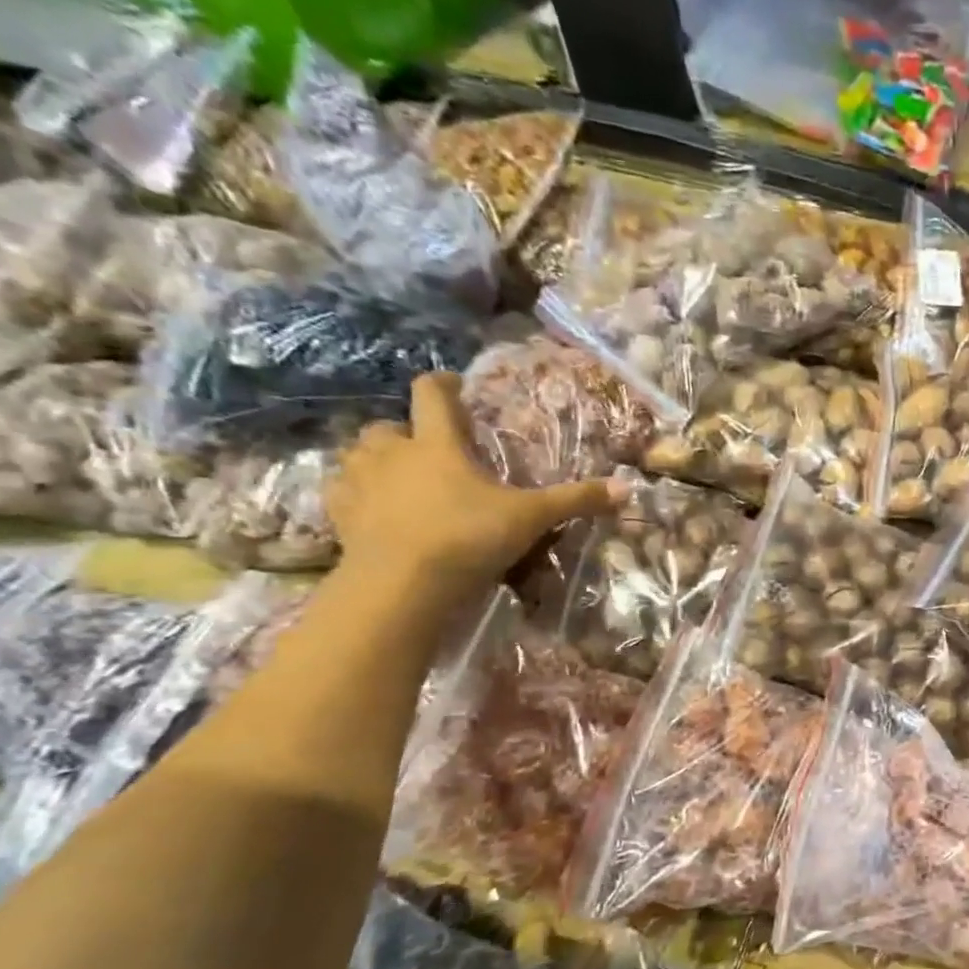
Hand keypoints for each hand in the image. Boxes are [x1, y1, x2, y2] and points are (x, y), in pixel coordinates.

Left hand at [326, 373, 623, 600]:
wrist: (401, 584)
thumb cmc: (468, 537)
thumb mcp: (532, 518)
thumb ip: (575, 501)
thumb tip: (628, 488)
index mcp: (437, 444)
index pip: (432, 395)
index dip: (444, 385)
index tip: (456, 386)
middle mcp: (392, 454)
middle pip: (388, 426)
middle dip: (406, 432)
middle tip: (430, 449)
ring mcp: (359, 484)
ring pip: (359, 455)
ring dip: (377, 460)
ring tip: (400, 478)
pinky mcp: (339, 516)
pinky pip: (341, 492)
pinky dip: (356, 494)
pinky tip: (374, 510)